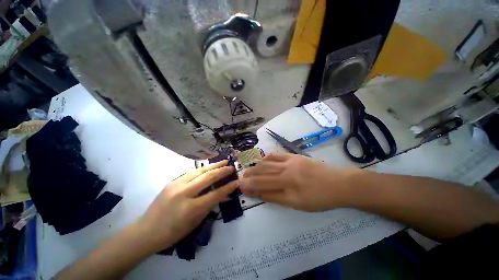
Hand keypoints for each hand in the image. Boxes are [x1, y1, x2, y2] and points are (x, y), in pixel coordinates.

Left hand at [138, 160, 237, 251]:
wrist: (145, 231)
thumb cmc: (172, 233)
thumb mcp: (194, 223)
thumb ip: (208, 206)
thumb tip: (221, 194)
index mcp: (190, 208)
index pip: (215, 194)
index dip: (228, 188)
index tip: (237, 182)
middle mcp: (184, 193)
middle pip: (208, 178)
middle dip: (222, 171)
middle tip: (231, 167)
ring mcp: (176, 185)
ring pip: (200, 171)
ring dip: (213, 166)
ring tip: (223, 161)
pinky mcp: (172, 181)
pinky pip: (191, 173)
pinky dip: (203, 169)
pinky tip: (209, 167)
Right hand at [240, 153, 359, 211]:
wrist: (339, 183)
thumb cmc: (320, 198)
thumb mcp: (298, 204)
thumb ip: (277, 198)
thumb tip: (261, 194)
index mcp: (287, 187)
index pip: (263, 188)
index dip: (251, 188)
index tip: (241, 187)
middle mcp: (285, 173)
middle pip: (262, 175)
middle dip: (249, 177)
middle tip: (241, 178)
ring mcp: (289, 162)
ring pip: (266, 164)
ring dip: (255, 167)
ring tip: (248, 170)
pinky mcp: (293, 156)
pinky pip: (275, 155)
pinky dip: (266, 158)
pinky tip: (261, 160)